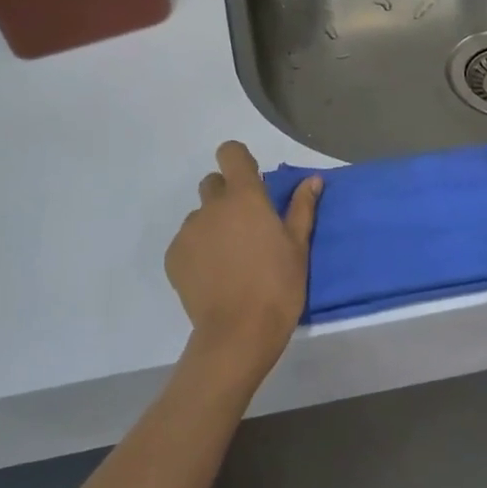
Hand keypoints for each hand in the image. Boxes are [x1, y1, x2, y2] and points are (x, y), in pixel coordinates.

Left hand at [165, 141, 321, 387]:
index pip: (230, 153)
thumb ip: (302, 208)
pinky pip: (186, 242)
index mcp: (245, 197)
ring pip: (200, 216)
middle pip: (213, 184)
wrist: (238, 333)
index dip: (239, 161)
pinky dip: (198, 251)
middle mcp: (212, 206)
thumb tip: (312, 179)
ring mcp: (189, 231)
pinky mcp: (173, 256)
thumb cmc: (277, 286)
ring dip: (213, 226)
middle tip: (246, 227)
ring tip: (230, 259)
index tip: (252, 180)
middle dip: (227, 196)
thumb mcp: (298, 247)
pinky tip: (214, 276)